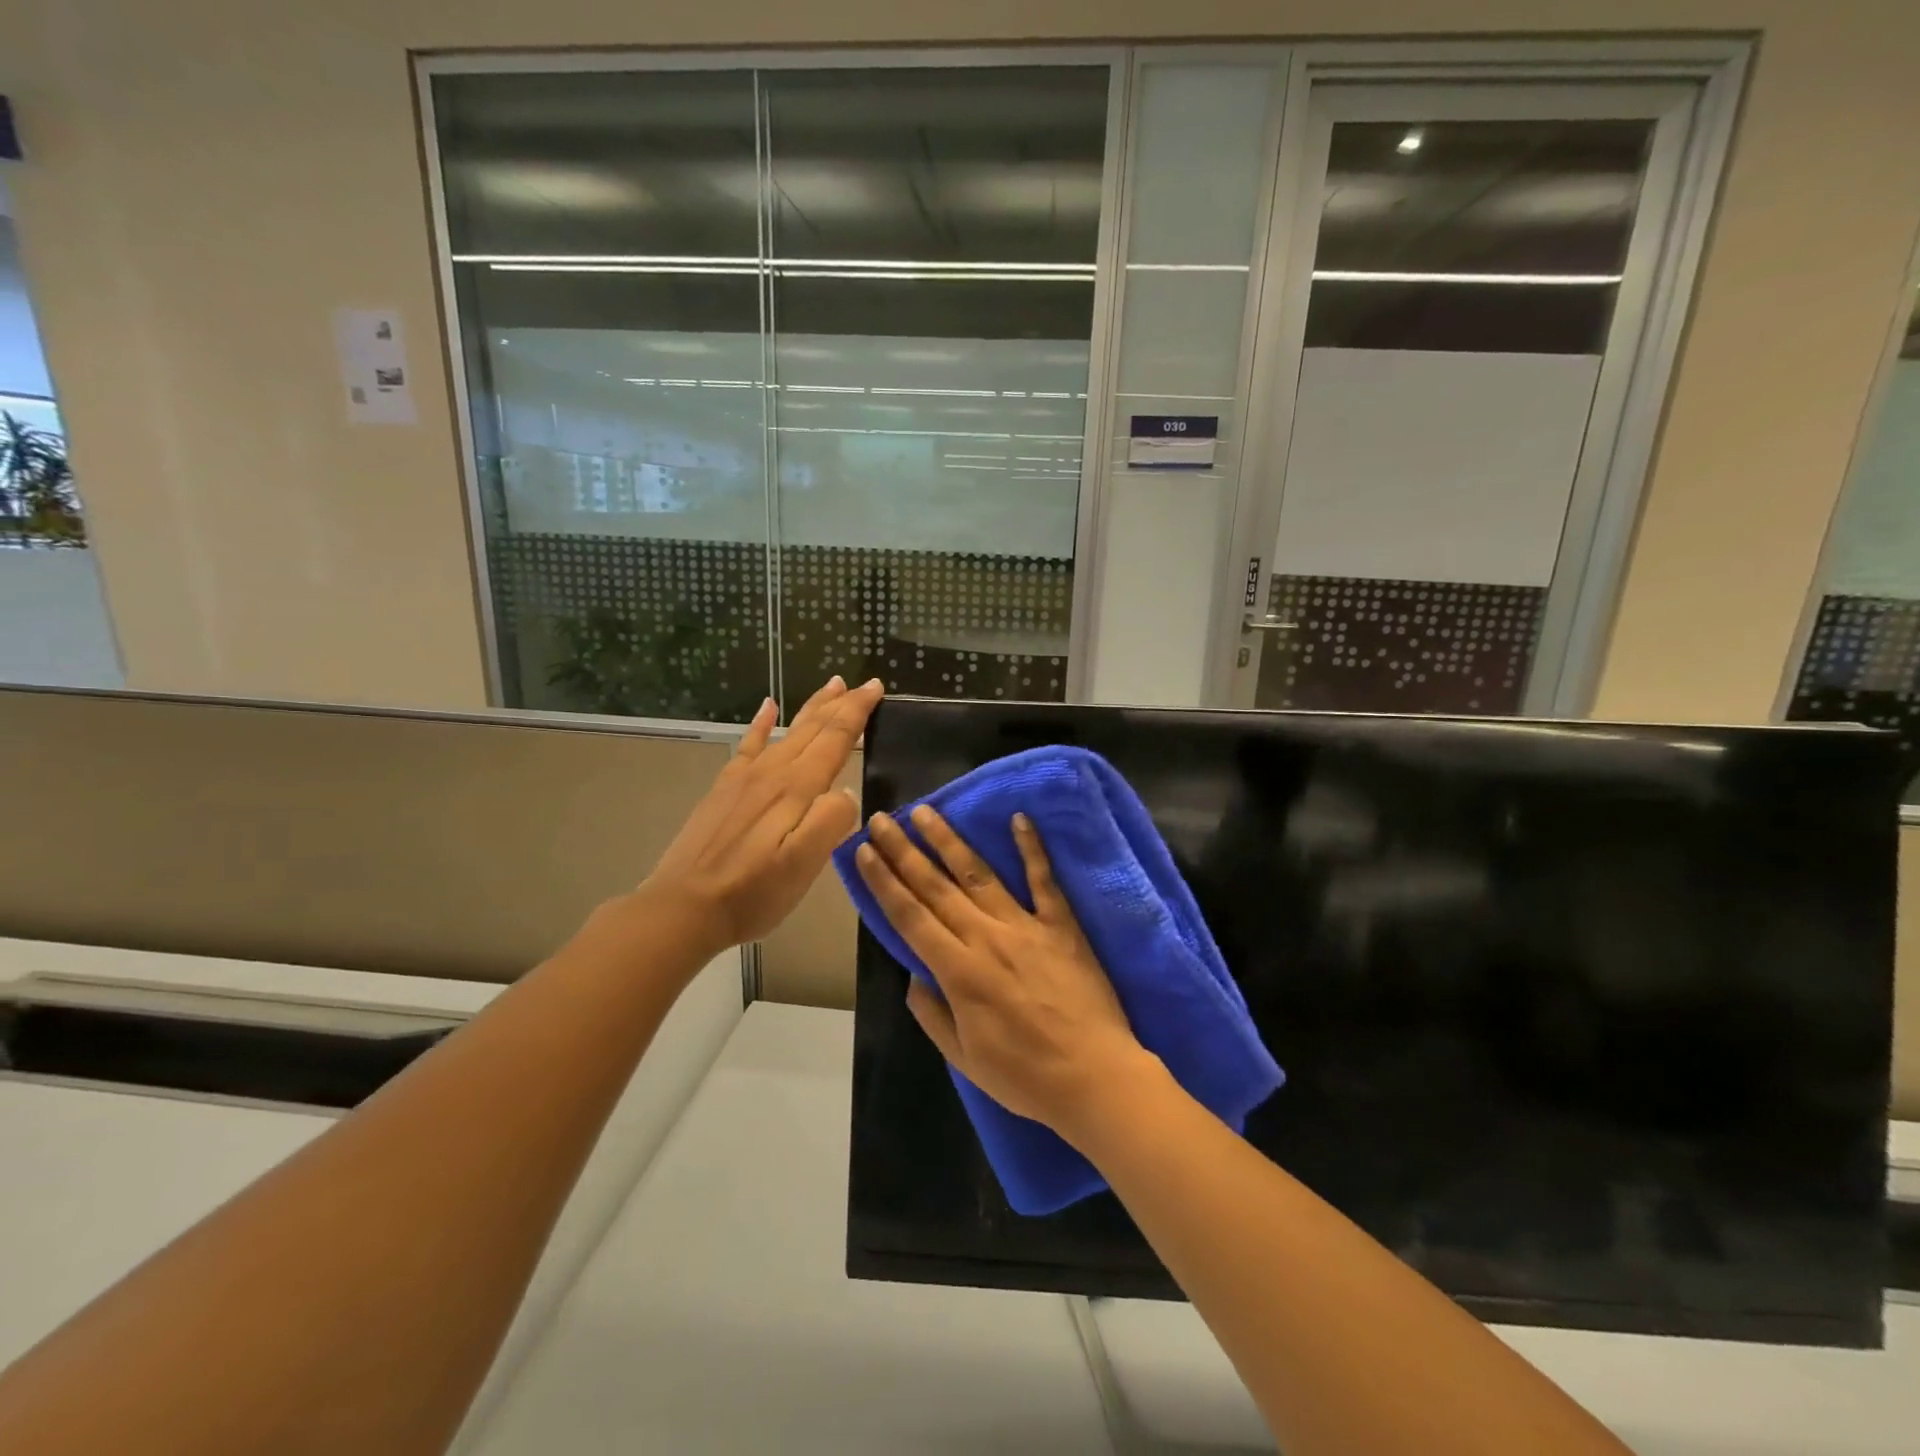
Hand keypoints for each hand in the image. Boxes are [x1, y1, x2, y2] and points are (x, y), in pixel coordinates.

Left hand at [641, 675, 882, 955]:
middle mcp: (772, 773)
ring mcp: (745, 779)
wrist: (684, 908)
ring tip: (831, 686)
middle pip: (813, 728)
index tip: (876, 688)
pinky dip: (761, 723)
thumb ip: (830, 822)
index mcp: (796, 789)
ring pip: (787, 732)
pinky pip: (747, 745)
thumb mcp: (803, 865)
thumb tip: (847, 792)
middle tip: (863, 683)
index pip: (835, 738)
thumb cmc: (752, 892)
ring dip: (812, 708)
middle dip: (841, 703)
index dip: (857, 711)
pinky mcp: (725, 790)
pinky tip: (767, 707)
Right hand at [855, 804, 1154, 1143]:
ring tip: (926, 811)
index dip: (884, 882)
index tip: (864, 851)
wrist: (1095, 1077)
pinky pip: (1044, 879)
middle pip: (935, 887)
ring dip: (949, 841)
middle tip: (881, 819)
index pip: (910, 916)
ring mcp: (1025, 926)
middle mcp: (985, 938)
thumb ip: (933, 1014)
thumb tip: (913, 977)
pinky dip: (1032, 848)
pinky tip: (1019, 818)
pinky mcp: (1061, 924)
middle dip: (904, 851)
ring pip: (978, 874)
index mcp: (958, 972)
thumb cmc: (1025, 1076)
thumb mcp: (964, 1058)